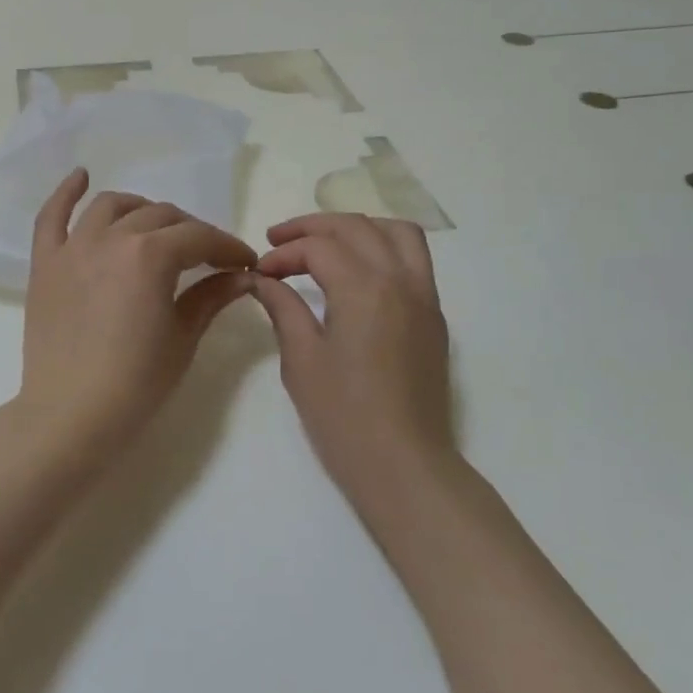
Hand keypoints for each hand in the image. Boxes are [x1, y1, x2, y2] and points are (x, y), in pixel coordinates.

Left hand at [17, 169, 257, 441]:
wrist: (70, 415)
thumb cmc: (135, 382)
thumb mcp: (183, 338)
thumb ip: (211, 296)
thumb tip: (243, 276)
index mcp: (150, 255)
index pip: (198, 238)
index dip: (227, 247)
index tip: (245, 262)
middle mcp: (110, 238)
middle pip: (160, 216)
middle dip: (191, 231)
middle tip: (207, 255)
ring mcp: (72, 247)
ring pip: (112, 206)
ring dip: (141, 208)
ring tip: (156, 225)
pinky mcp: (45, 263)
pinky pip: (52, 217)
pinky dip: (66, 193)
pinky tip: (81, 176)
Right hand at [249, 215, 454, 504]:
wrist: (403, 465)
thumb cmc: (343, 417)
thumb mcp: (302, 359)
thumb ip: (283, 308)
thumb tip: (262, 279)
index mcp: (365, 289)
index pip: (319, 247)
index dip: (283, 253)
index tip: (259, 272)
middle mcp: (401, 280)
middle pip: (356, 226)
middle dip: (313, 227)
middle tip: (278, 240)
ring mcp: (424, 297)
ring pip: (396, 232)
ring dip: (356, 227)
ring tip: (324, 243)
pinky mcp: (433, 317)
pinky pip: (414, 259)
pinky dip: (383, 247)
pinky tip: (356, 271)